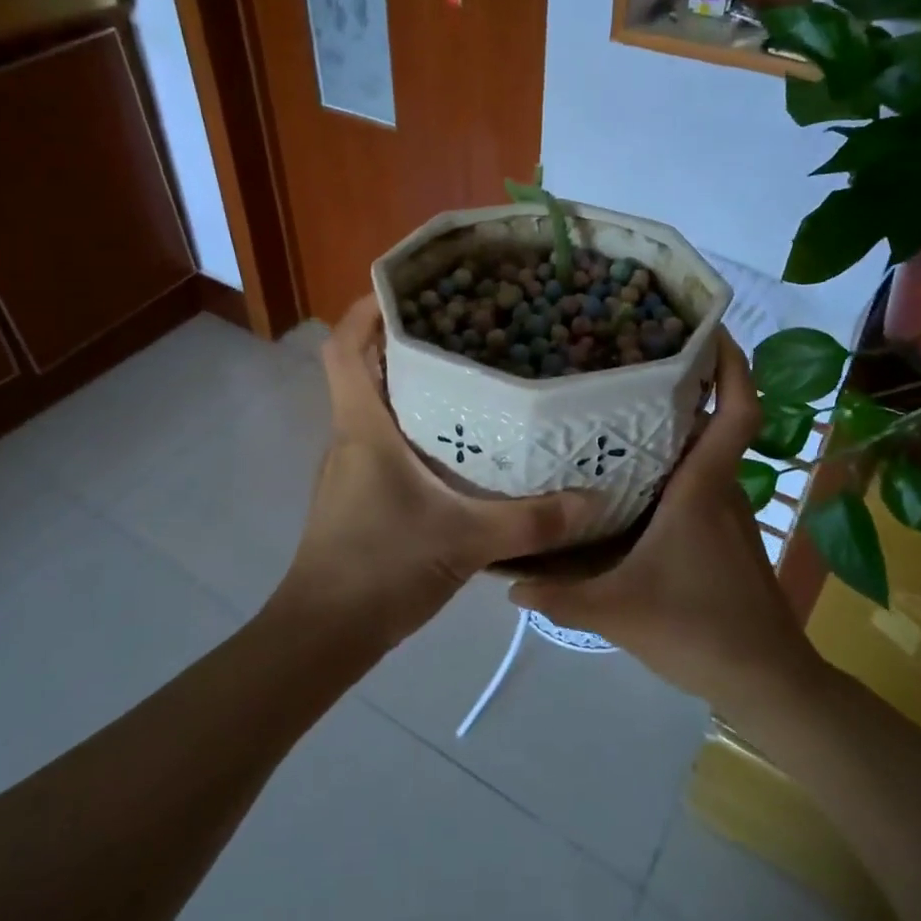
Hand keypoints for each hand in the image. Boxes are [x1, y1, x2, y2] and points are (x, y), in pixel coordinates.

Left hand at [278, 296, 599, 646]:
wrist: (325, 633)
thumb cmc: (381, 569)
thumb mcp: (466, 541)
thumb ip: (533, 522)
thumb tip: (595, 500)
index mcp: (362, 426)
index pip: (343, 345)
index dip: (366, 307)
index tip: (409, 286)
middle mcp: (350, 435)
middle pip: (364, 366)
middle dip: (405, 337)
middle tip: (464, 323)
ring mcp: (351, 465)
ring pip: (376, 403)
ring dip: (412, 381)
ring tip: (470, 371)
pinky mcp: (360, 491)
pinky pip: (385, 437)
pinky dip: (416, 423)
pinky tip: (460, 440)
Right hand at [509, 331, 818, 709]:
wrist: (766, 681)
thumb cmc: (698, 631)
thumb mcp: (616, 612)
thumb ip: (558, 594)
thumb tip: (506, 581)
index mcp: (702, 490)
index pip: (737, 411)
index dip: (733, 364)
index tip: (707, 329)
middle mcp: (720, 490)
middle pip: (713, 420)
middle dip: (684, 383)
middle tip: (632, 359)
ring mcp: (728, 514)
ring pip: (704, 453)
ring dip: (675, 426)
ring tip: (620, 411)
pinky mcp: (725, 536)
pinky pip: (699, 483)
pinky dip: (673, 466)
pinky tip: (632, 482)